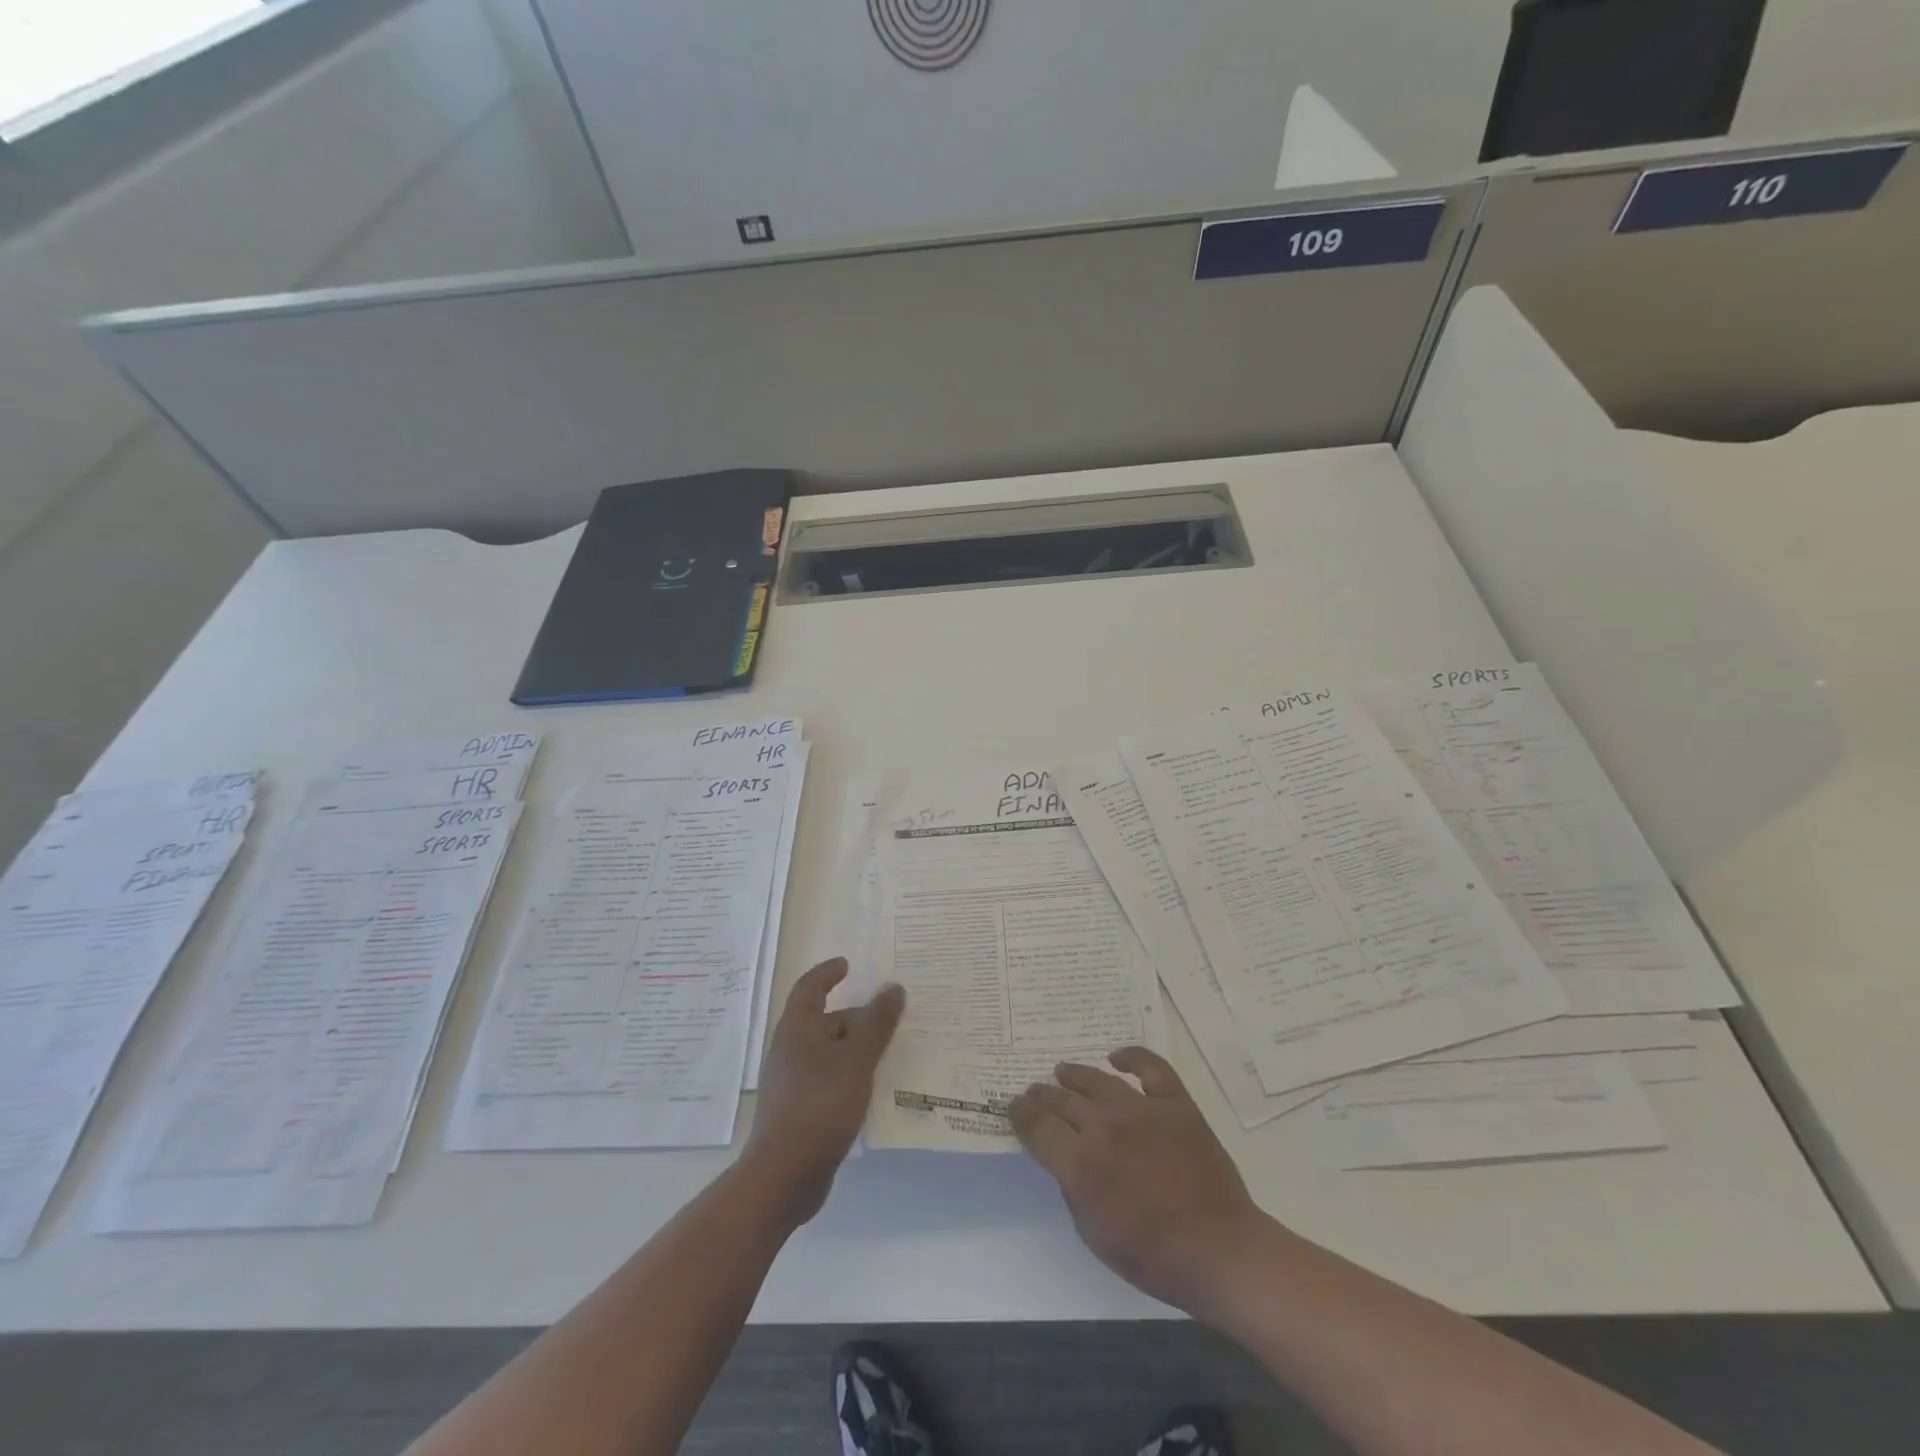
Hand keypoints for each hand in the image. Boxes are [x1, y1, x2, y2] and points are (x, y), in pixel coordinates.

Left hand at [744, 958, 903, 1223]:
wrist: (784, 1175)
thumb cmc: (820, 1105)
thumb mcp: (857, 1059)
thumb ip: (877, 1023)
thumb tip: (893, 987)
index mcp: (798, 1028)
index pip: (810, 987)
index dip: (828, 973)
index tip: (847, 965)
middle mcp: (791, 1049)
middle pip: (826, 1021)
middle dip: (857, 1018)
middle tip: (891, 1019)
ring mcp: (793, 1082)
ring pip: (830, 1053)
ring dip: (856, 1049)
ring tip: (889, 1053)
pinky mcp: (799, 1110)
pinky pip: (829, 1079)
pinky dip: (850, 1075)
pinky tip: (872, 1090)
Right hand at [1010, 1047, 1266, 1314]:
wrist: (1218, 1249)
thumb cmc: (1152, 1255)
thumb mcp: (1093, 1233)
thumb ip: (1073, 1187)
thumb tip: (1068, 1157)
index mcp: (1080, 1163)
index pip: (1037, 1127)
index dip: (1021, 1115)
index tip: (1015, 1107)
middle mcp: (1104, 1126)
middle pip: (1062, 1100)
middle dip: (1043, 1095)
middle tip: (1035, 1091)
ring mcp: (1141, 1109)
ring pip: (1097, 1080)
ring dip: (1075, 1074)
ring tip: (1062, 1070)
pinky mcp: (1175, 1103)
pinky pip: (1150, 1068)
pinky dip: (1132, 1057)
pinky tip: (1117, 1058)